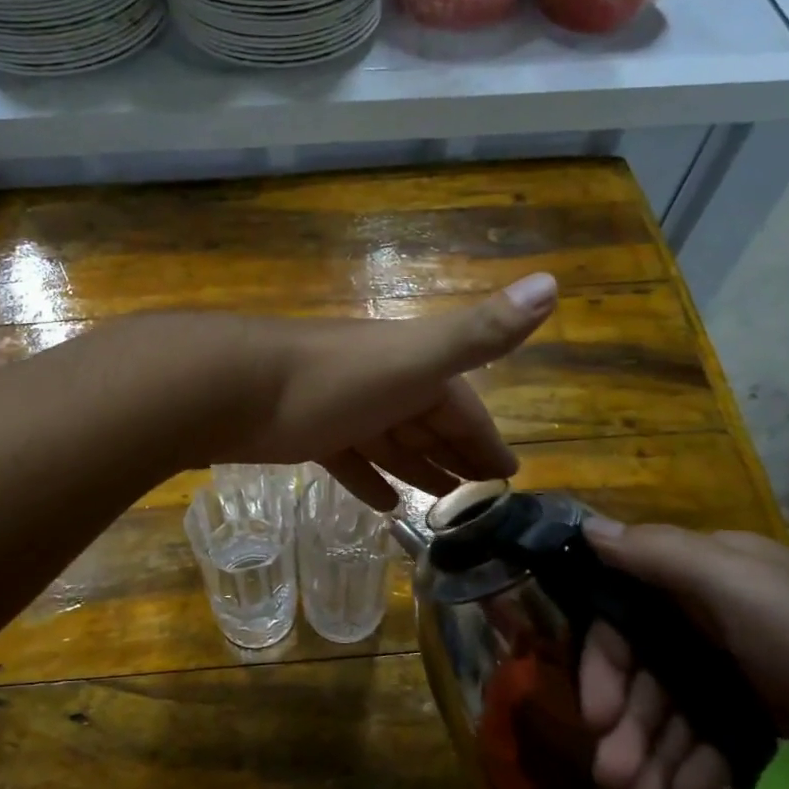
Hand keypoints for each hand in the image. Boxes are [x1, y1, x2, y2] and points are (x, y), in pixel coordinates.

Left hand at [216, 273, 559, 508]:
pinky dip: (369, 478)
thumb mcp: (415, 359)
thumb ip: (480, 332)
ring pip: (392, 443)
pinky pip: (350, 460)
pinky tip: (384, 504)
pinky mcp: (309, 435)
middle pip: (428, 426)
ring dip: (417, 470)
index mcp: (414, 370)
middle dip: (456, 458)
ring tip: (442, 506)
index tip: (510, 475)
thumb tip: (552, 283)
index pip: (464, 408)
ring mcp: (344, 410)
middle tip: (481, 499)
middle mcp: (382, 385)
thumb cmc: (333, 379)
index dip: (487, 440)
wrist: (236, 387)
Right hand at [580, 522, 788, 788]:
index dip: (603, 662)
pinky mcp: (775, 716)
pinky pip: (713, 737)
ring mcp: (747, 667)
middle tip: (612, 782)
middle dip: (627, 724)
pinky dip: (695, 767)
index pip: (625, 611)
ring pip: (676, 709)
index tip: (595, 717)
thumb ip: (660, 555)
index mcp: (709, 573)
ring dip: (652, 755)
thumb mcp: (744, 588)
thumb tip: (587, 527)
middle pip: (647, 668)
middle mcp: (719, 613)